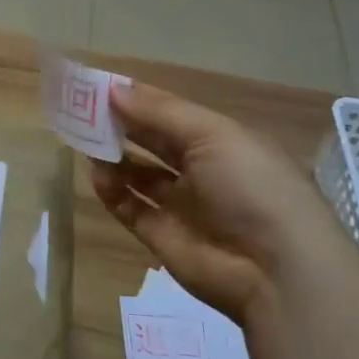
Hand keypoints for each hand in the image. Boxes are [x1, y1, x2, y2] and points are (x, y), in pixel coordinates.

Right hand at [90, 82, 352, 322]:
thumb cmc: (251, 186)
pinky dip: (111, 191)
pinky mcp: (163, 237)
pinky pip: (130, 207)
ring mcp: (182, 205)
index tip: (99, 86)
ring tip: (83, 141)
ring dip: (112, 156)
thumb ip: (159, 112)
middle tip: (81, 110)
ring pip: (138, 173)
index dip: (137, 98)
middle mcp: (201, 169)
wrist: (276, 271)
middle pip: (152, 141)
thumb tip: (113, 90)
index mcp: (220, 140)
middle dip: (120, 124)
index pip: (170, 112)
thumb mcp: (212, 135)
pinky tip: (96, 174)